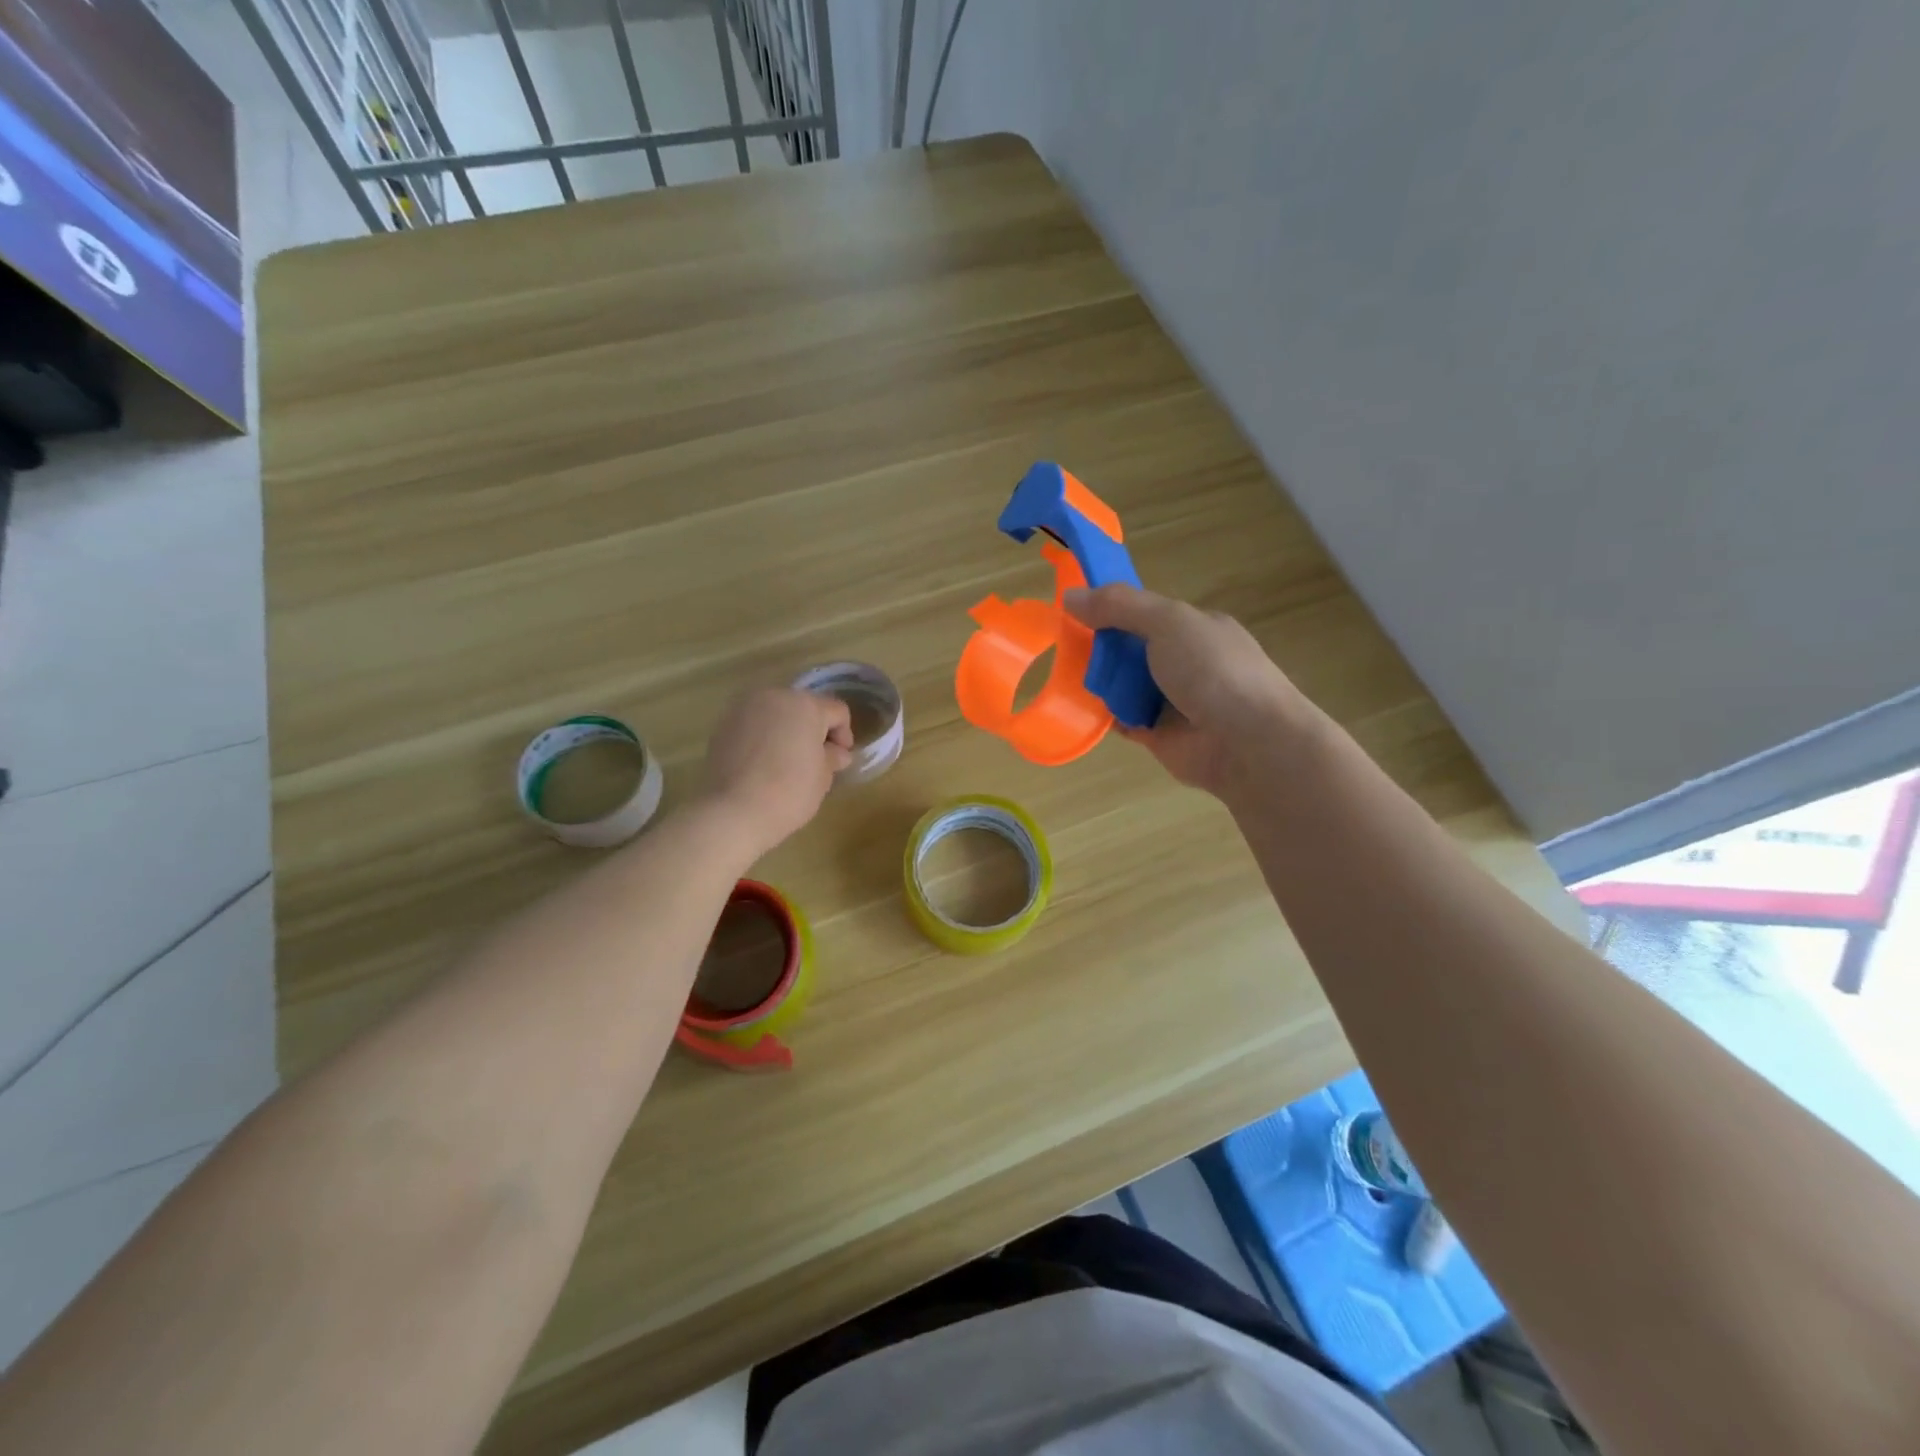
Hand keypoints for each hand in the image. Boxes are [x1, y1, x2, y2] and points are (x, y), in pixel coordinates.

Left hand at [702, 687, 853, 857]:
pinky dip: (763, 736)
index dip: (844, 735)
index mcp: (806, 705)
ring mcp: (744, 707)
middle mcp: (775, 696)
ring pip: (776, 713)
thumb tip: (836, 752)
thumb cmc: (789, 792)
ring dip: (786, 730)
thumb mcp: (823, 777)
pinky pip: (754, 724)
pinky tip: (762, 763)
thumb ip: (833, 757)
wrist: (733, 811)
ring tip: (786, 761)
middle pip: (804, 707)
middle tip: (815, 760)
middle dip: (813, 729)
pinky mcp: (723, 723)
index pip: (836, 712)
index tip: (840, 761)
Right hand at [1064, 585, 1318, 798]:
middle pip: (1129, 648)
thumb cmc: (1213, 670)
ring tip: (1070, 677)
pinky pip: (1122, 719)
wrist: (1248, 742)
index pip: (1144, 611)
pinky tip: (1082, 709)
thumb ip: (1120, 606)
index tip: (1076, 609)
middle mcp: (1184, 661)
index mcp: (1194, 627)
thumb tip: (1070, 595)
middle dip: (1101, 647)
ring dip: (1100, 681)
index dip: (1111, 608)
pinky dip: (1104, 715)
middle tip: (1068, 646)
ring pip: (1123, 684)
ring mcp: (1172, 699)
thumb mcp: (1168, 622)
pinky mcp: (1158, 734)